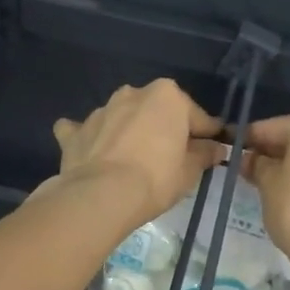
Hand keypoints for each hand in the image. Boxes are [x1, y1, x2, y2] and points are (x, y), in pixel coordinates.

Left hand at [51, 80, 226, 229]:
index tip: (212, 149)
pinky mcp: (75, 132)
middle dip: (163, 128)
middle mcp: (132, 94)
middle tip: (170, 157)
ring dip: (128, 131)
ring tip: (132, 159)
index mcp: (166, 96)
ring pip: (121, 118)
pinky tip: (92, 153)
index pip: (196, 116)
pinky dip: (89, 138)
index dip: (206, 134)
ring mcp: (100, 111)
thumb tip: (214, 148)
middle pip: (156, 112)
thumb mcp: (190, 171)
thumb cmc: (156, 179)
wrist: (102, 195)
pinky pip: (84, 131)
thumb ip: (204, 154)